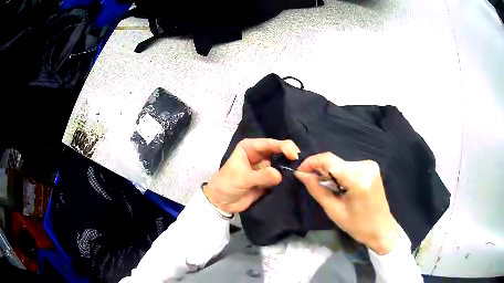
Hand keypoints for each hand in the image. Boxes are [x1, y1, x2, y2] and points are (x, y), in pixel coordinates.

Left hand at [204, 138, 299, 213]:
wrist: (221, 203)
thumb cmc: (227, 185)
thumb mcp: (242, 178)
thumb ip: (261, 176)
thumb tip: (280, 175)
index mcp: (250, 148)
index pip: (270, 143)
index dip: (283, 147)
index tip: (295, 155)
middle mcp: (259, 155)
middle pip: (278, 152)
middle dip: (289, 156)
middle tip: (302, 163)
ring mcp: (264, 168)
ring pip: (280, 164)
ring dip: (289, 168)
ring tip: (301, 171)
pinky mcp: (267, 180)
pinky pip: (279, 177)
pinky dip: (286, 178)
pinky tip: (296, 179)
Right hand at [294, 153, 398, 254]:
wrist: (381, 228)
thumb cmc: (357, 225)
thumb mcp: (334, 210)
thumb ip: (316, 189)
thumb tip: (300, 173)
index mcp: (358, 178)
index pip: (329, 160)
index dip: (311, 162)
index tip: (300, 171)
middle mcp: (365, 166)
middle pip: (335, 161)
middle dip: (320, 170)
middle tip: (311, 183)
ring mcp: (370, 165)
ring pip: (341, 163)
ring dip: (330, 173)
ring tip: (327, 188)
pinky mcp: (371, 167)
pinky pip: (349, 166)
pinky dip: (340, 173)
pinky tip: (339, 186)